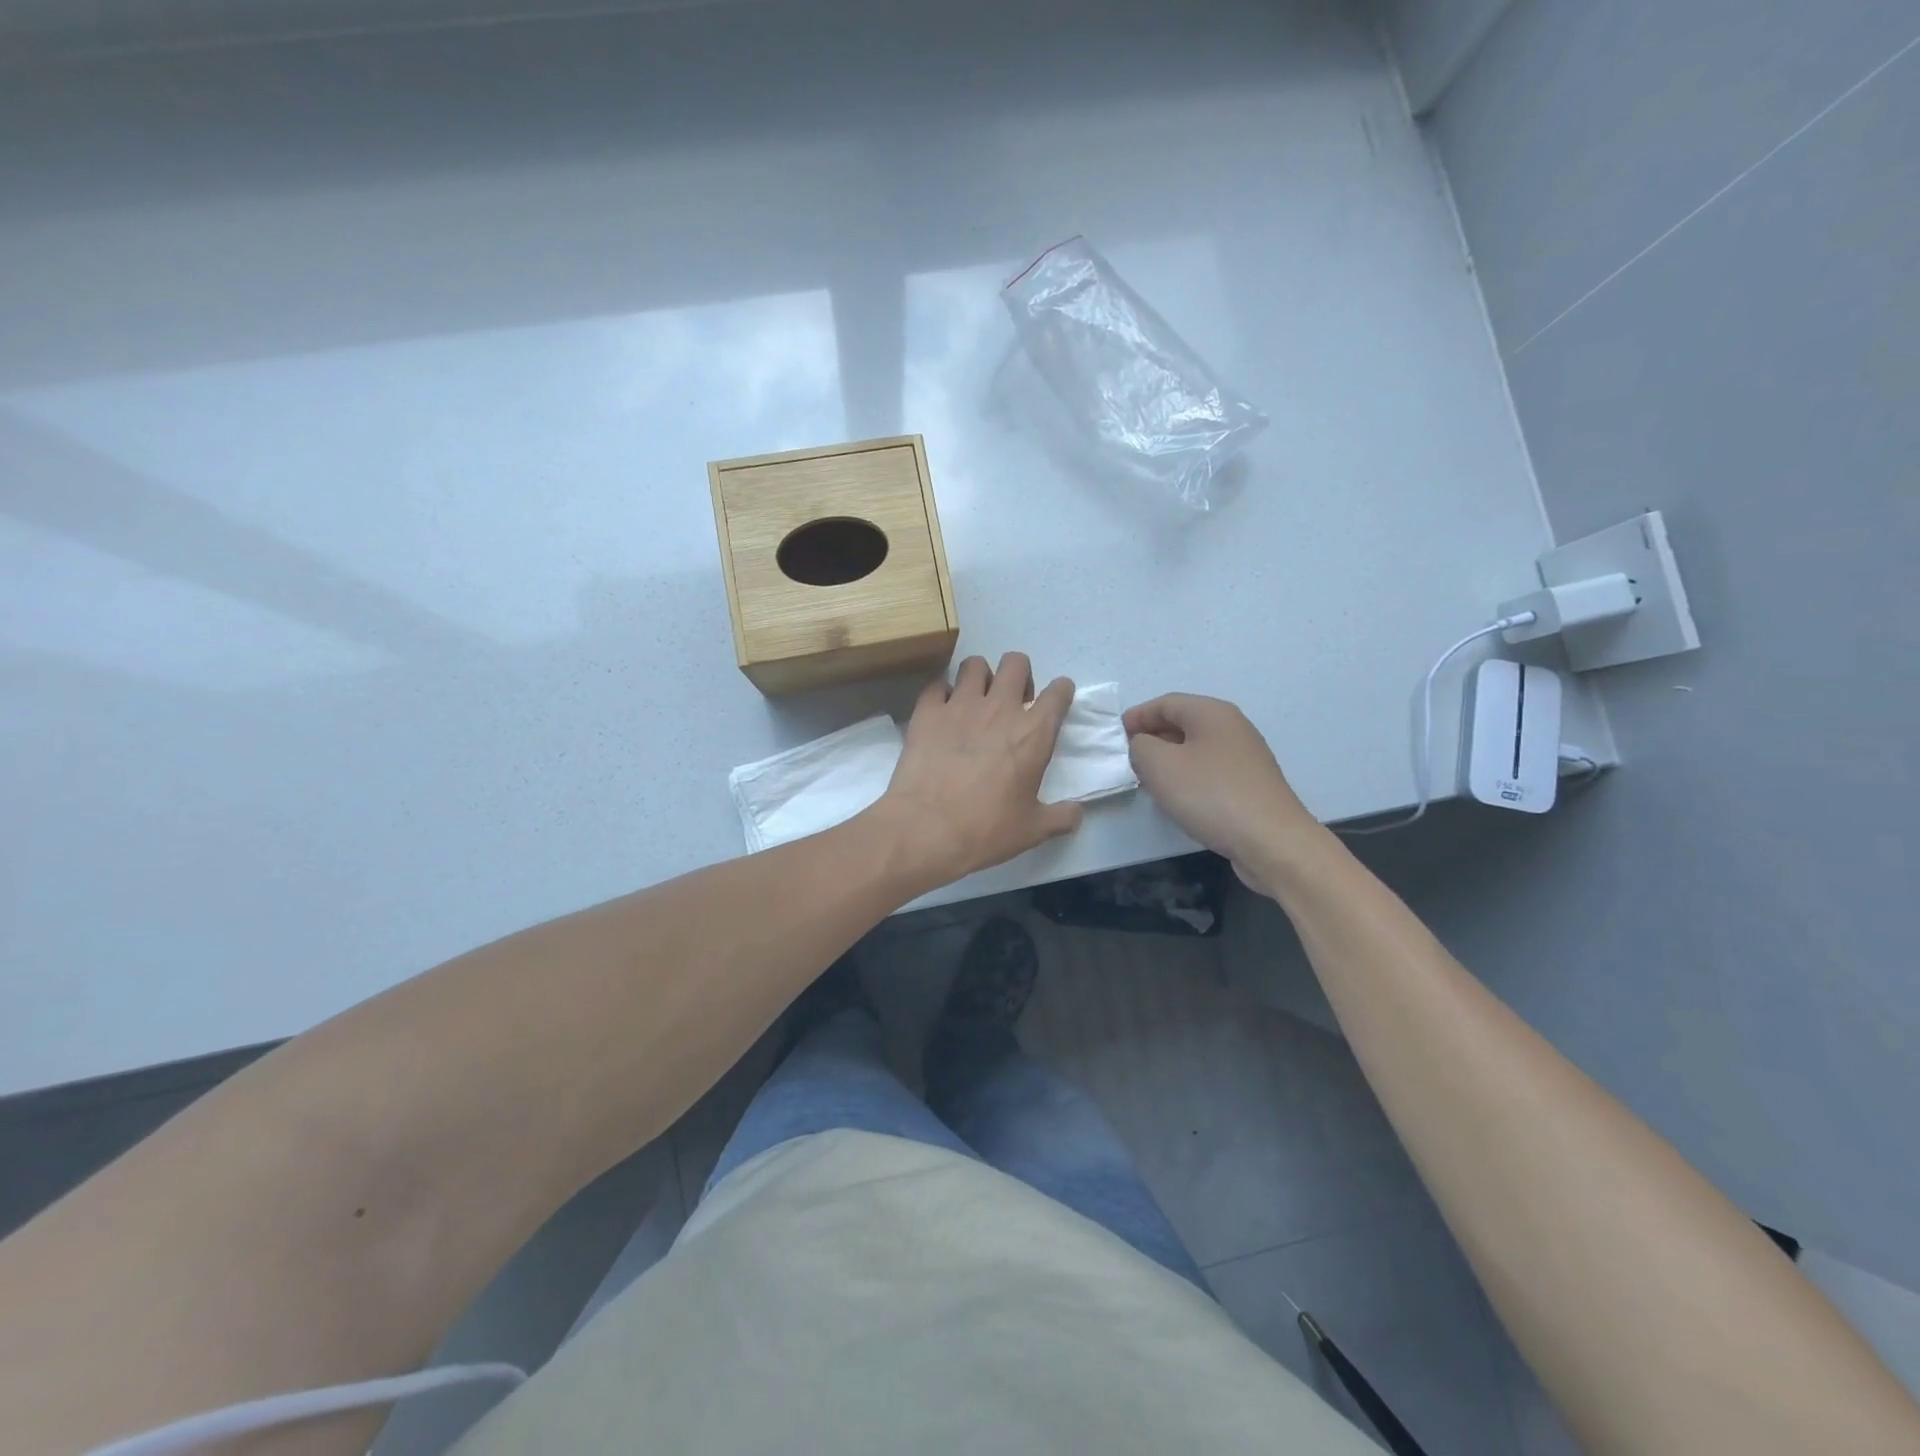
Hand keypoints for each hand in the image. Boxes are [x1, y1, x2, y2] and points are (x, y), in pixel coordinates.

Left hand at [873, 653, 1082, 887]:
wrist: (925, 829)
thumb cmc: (985, 830)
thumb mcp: (1032, 830)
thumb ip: (1060, 817)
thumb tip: (1077, 813)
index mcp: (1033, 734)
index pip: (1059, 692)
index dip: (1061, 692)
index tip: (1056, 702)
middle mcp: (1000, 709)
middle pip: (1016, 662)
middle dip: (1019, 675)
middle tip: (1012, 701)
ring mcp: (960, 705)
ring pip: (974, 665)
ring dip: (979, 678)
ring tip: (975, 701)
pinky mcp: (927, 712)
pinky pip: (936, 685)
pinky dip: (941, 694)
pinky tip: (941, 713)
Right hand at [1123, 694, 1319, 889]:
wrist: (1271, 842)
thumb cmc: (1210, 795)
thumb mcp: (1159, 765)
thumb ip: (1140, 746)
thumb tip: (1143, 745)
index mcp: (1212, 713)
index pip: (1165, 703)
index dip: (1137, 716)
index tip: (1115, 737)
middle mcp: (1232, 727)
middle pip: (1182, 723)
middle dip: (1152, 737)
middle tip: (1128, 759)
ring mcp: (1246, 756)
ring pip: (1196, 748)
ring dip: (1169, 760)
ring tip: (1148, 780)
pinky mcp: (1251, 784)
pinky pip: (1210, 770)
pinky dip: (1188, 777)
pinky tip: (1179, 799)